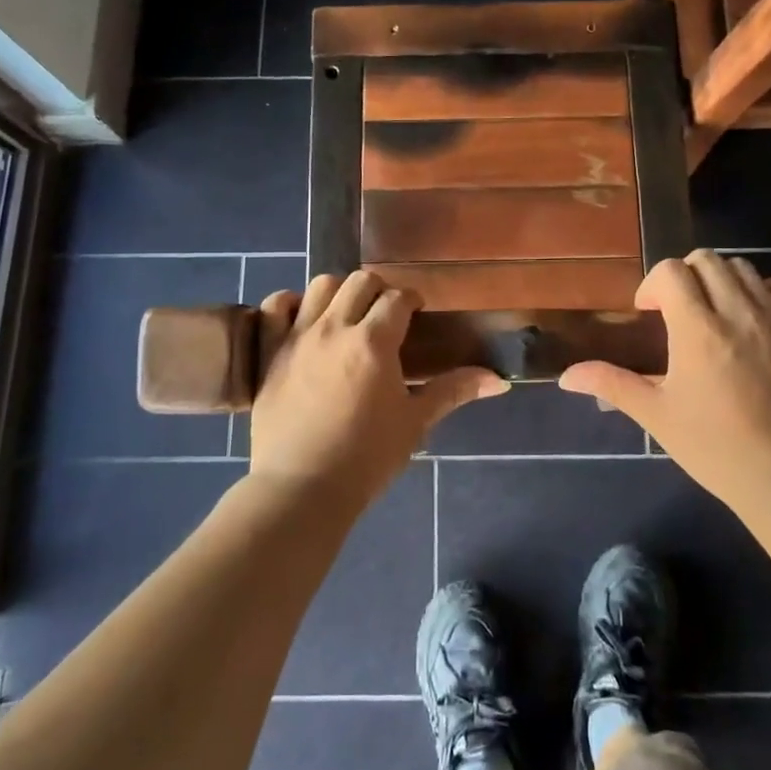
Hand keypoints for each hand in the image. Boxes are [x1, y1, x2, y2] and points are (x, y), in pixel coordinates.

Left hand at [250, 271, 506, 508]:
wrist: (302, 488)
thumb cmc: (367, 458)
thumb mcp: (415, 422)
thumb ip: (454, 391)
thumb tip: (500, 380)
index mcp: (374, 342)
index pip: (398, 298)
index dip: (411, 300)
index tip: (416, 313)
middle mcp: (335, 328)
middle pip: (360, 281)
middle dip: (379, 290)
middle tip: (385, 314)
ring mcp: (298, 337)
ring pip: (320, 285)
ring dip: (339, 292)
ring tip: (347, 314)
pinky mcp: (270, 352)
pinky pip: (274, 306)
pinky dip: (288, 303)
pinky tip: (302, 318)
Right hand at [559, 250, 770, 508]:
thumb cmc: (713, 447)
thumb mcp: (656, 415)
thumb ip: (611, 384)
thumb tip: (566, 376)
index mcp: (697, 330)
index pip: (671, 271)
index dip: (653, 285)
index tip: (650, 314)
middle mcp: (738, 314)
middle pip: (706, 261)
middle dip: (684, 277)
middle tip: (678, 311)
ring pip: (744, 269)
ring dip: (721, 281)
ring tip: (715, 313)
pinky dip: (766, 290)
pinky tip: (756, 315)